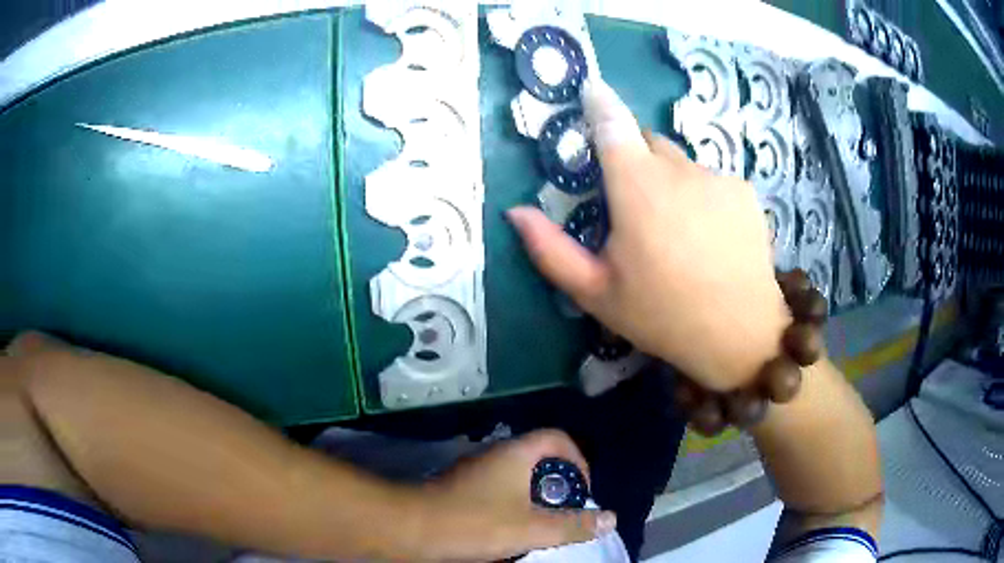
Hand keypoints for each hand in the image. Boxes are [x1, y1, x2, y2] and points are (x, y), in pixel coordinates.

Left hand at [418, 430, 615, 561]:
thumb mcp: (533, 528)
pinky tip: (508, 532)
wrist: (413, 528)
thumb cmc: (476, 523)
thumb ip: (573, 524)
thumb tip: (610, 518)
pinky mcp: (460, 489)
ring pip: (516, 479)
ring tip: (539, 527)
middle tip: (563, 513)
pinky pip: (497, 492)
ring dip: (534, 500)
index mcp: (515, 453)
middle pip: (538, 459)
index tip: (582, 490)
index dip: (578, 460)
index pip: (557, 438)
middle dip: (557, 486)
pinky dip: (512, 507)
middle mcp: (495, 455)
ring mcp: (474, 471)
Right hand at [508, 79, 789, 391]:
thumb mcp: (598, 293)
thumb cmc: (663, 316)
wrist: (741, 334)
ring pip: (682, 164)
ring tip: (678, 233)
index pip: (613, 125)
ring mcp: (718, 178)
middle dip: (635, 160)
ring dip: (671, 183)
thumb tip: (516, 212)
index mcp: (637, 189)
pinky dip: (703, 196)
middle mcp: (680, 170)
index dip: (600, 102)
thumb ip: (551, 250)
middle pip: (649, 143)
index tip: (592, 88)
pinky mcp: (745, 191)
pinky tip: (710, 237)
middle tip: (635, 207)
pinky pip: (712, 180)